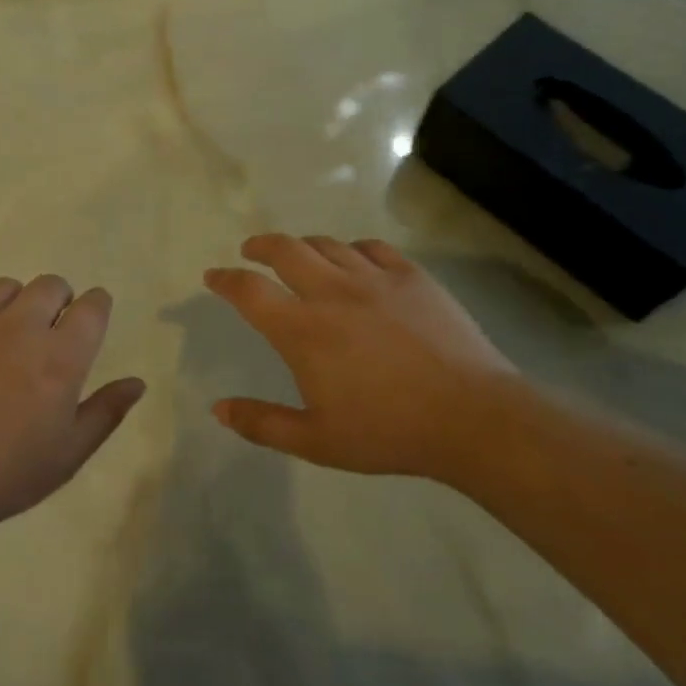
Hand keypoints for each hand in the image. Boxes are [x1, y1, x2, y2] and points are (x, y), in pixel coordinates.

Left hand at [0, 275, 145, 539]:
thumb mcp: (66, 456)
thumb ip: (105, 413)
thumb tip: (137, 382)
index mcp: (60, 356)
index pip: (92, 306)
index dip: (95, 307)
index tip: (90, 318)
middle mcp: (19, 326)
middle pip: (50, 285)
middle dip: (58, 300)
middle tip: (47, 332)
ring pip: (3, 288)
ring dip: (13, 305)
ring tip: (2, 339)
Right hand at [203, 233, 522, 477]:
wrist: (471, 417)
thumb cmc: (387, 432)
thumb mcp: (316, 441)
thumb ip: (262, 423)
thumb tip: (218, 409)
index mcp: (303, 330)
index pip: (250, 291)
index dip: (225, 280)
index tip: (213, 277)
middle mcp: (333, 292)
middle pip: (285, 249)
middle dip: (260, 246)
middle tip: (251, 251)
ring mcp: (376, 279)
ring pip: (328, 244)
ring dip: (304, 246)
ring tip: (299, 256)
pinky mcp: (413, 277)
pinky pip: (373, 247)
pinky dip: (353, 248)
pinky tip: (354, 258)